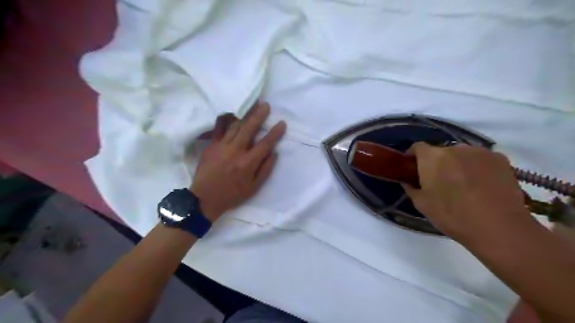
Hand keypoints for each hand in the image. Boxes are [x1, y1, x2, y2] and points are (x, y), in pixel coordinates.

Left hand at [191, 101, 286, 221]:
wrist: (204, 198)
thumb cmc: (232, 195)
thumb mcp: (254, 188)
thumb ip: (265, 169)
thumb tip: (274, 153)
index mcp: (247, 163)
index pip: (265, 144)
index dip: (275, 133)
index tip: (282, 123)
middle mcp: (235, 151)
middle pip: (249, 128)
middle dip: (259, 115)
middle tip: (266, 105)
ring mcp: (221, 146)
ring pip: (235, 126)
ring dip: (245, 114)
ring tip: (252, 104)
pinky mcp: (211, 146)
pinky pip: (219, 129)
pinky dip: (225, 119)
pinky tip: (230, 112)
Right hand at [401, 143, 528, 239]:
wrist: (499, 227)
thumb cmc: (452, 215)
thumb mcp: (422, 204)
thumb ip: (411, 188)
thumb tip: (408, 181)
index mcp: (432, 158)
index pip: (417, 147)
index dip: (413, 156)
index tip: (413, 168)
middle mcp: (455, 148)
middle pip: (440, 151)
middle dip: (437, 163)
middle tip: (439, 181)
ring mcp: (480, 152)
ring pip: (461, 154)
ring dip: (457, 164)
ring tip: (463, 184)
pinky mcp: (500, 159)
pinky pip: (481, 159)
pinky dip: (477, 167)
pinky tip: (481, 185)